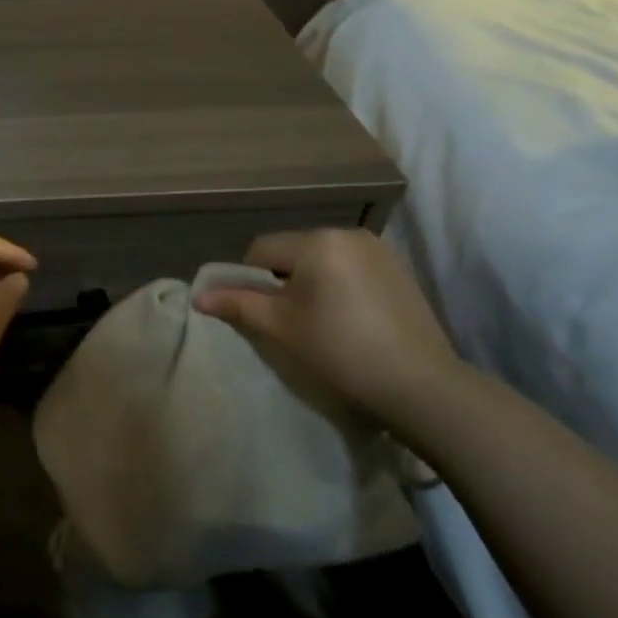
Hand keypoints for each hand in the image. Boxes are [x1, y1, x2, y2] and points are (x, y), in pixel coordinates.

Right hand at [193, 228, 467, 427]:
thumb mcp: (281, 328)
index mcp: (317, 241)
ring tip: (320, 322)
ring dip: (310, 282)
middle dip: (282, 281)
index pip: (261, 250)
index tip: (258, 314)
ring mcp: (378, 249)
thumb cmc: (340, 351)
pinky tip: (350, 319)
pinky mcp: (399, 268)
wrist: (419, 384)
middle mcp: (348, 233)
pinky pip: (350, 267)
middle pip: (292, 251)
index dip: (248, 280)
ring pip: (322, 259)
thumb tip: (199, 296)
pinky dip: (339, 285)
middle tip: (289, 321)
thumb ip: (238, 304)